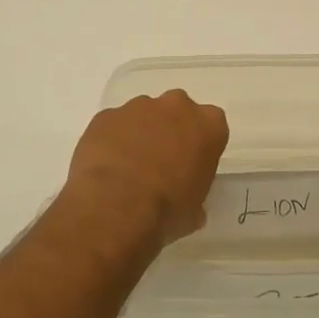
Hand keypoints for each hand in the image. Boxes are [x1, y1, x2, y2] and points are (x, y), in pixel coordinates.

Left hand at [63, 90, 229, 246]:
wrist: (116, 207)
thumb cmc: (167, 210)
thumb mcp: (194, 211)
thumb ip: (194, 194)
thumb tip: (188, 205)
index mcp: (208, 125)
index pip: (212, 126)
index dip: (200, 146)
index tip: (191, 167)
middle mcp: (176, 106)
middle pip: (177, 112)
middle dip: (170, 131)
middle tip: (161, 164)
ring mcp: (138, 107)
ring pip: (143, 115)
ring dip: (139, 134)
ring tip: (128, 170)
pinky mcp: (106, 115)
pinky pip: (113, 125)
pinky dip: (111, 141)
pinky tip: (106, 168)